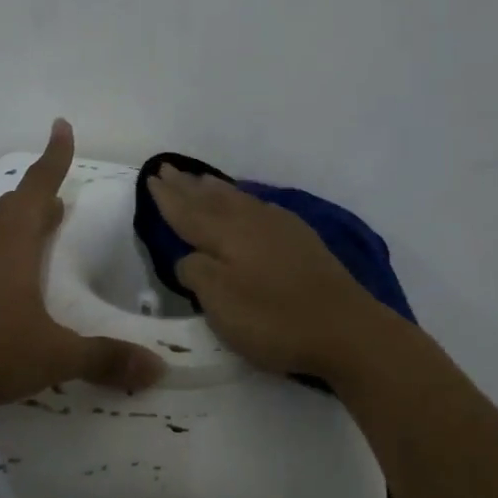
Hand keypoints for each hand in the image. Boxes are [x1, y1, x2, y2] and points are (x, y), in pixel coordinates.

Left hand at [0, 119, 164, 411]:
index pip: (41, 184)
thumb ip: (104, 359)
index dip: (56, 156)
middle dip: (35, 203)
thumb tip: (158, 369)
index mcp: (14, 239)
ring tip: (9, 228)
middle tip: (51, 209)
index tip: (61, 125)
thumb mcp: (51, 357)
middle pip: (11, 205)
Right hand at [147, 167, 391, 383]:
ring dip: (215, 188)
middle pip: (211, 198)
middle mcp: (251, 221)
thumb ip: (196, 273)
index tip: (151, 178)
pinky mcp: (301, 240)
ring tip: (200, 178)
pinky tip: (247, 202)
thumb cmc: (274, 319)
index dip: (167, 198)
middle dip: (187, 185)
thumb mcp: (220, 303)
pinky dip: (243, 199)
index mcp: (226, 234)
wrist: (346, 329)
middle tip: (167, 168)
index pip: (188, 211)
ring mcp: (280, 228)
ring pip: (238, 199)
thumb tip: (189, 257)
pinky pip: (260, 206)